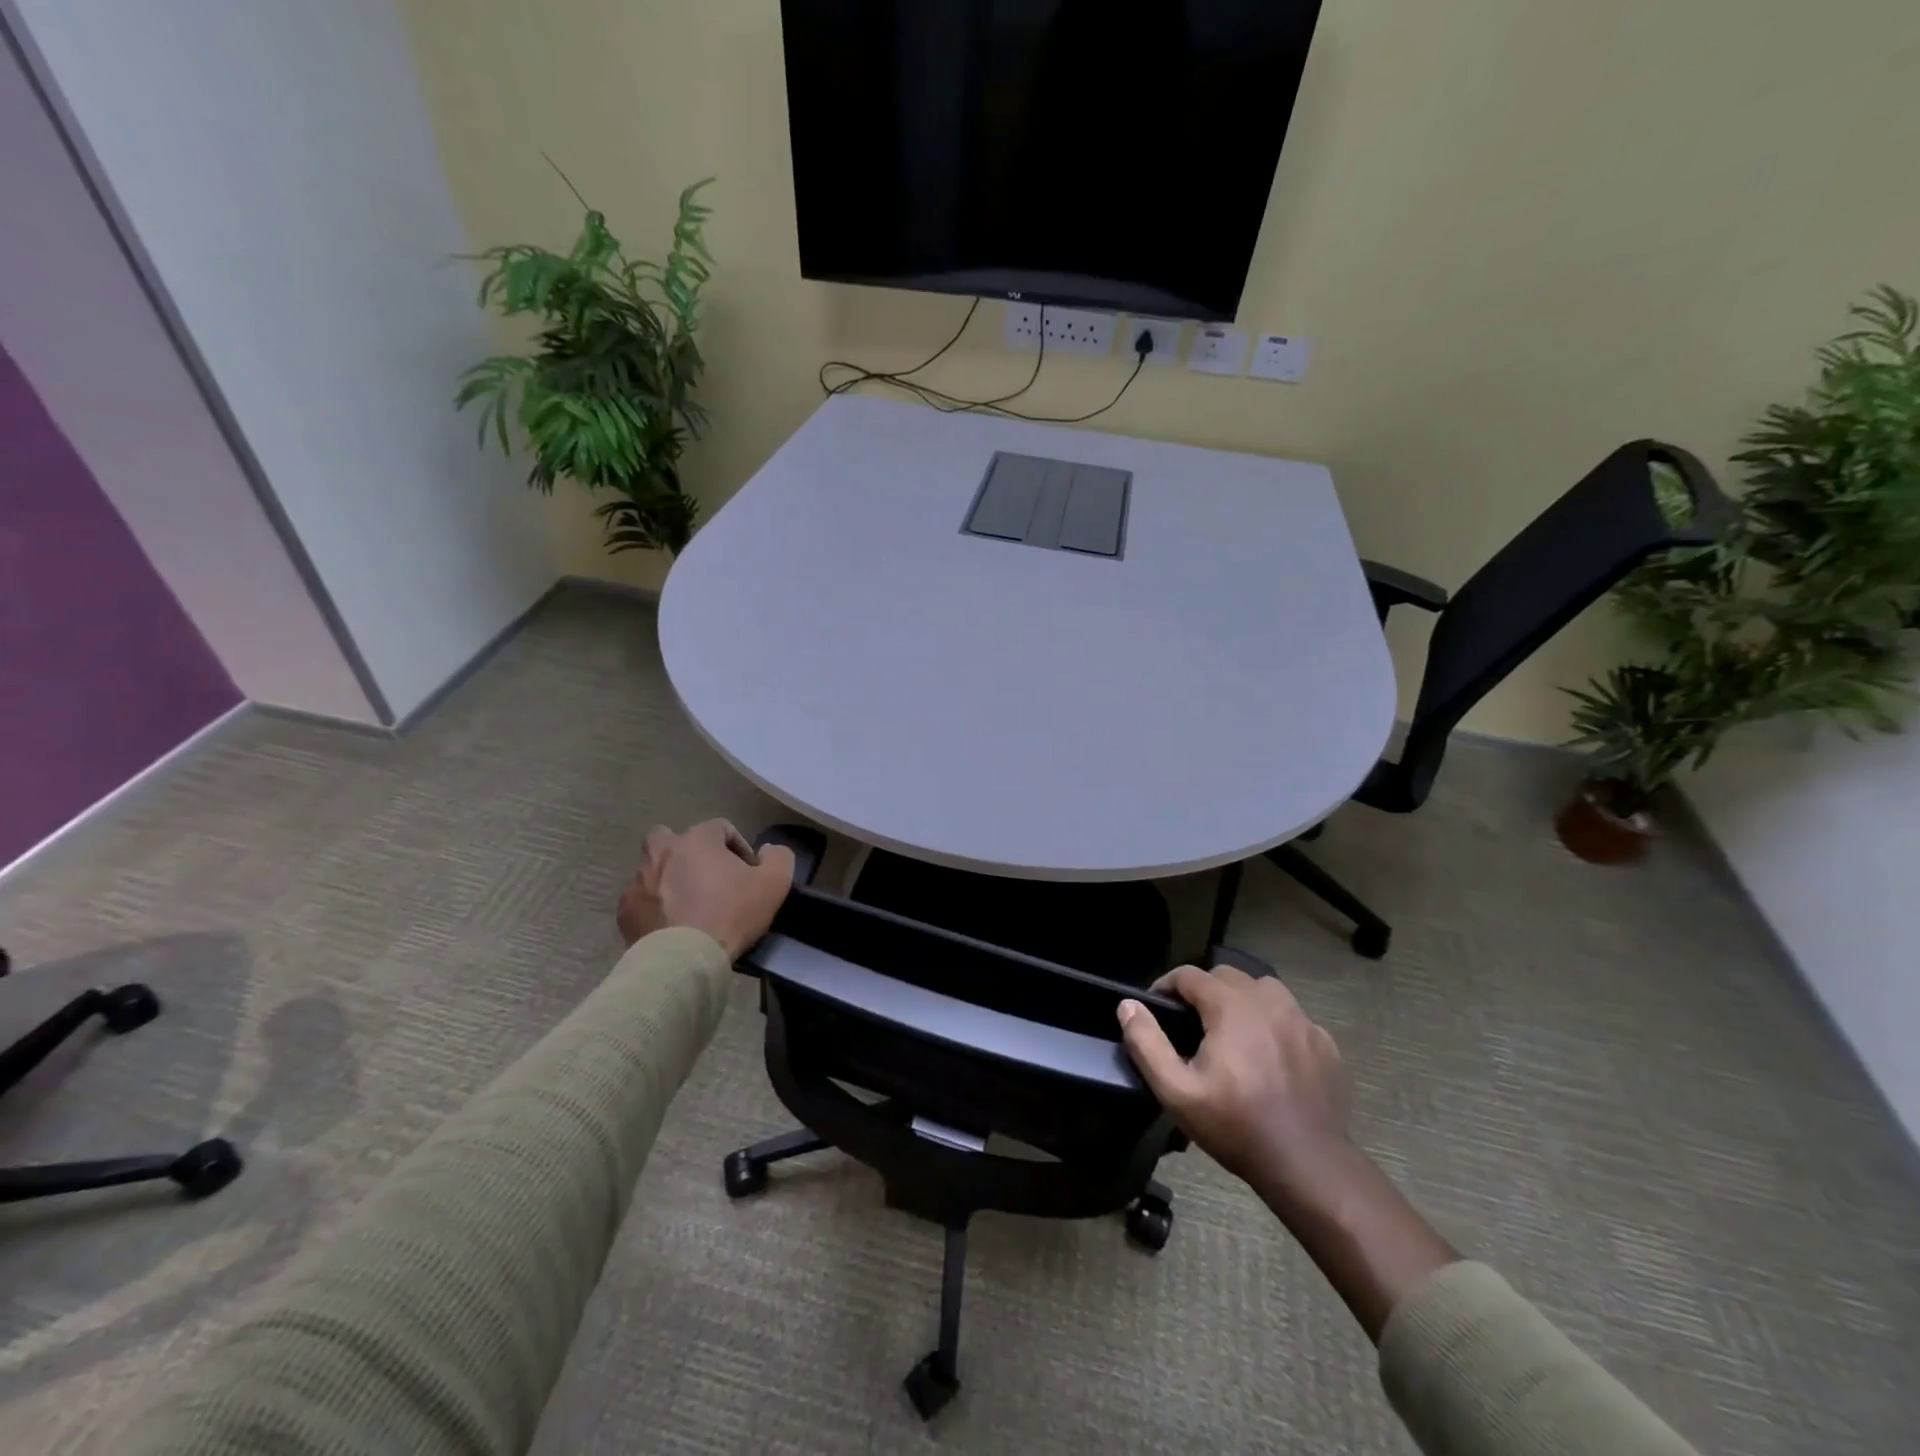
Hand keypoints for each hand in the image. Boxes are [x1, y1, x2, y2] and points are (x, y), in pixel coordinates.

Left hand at [616, 820, 795, 959]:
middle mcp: (662, 851)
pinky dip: (654, 907)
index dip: (739, 848)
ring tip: (688, 905)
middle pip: (674, 839)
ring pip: (653, 869)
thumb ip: (778, 856)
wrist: (684, 960)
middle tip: (708, 879)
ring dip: (669, 879)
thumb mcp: (775, 883)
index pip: (721, 828)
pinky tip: (669, 925)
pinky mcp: (625, 911)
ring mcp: (638, 881)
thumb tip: (768, 851)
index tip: (748, 873)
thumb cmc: (731, 914)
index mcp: (697, 839)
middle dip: (690, 852)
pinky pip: (641, 899)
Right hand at [1118, 964, 1352, 1195]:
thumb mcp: (1177, 1091)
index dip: (1166, 985)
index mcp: (1231, 1006)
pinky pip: (1292, 1017)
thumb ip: (1147, 1043)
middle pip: (1227, 975)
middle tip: (1191, 1024)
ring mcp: (1302, 1020)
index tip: (1156, 1007)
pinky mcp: (1324, 1043)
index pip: (1189, 974)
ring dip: (1242, 1000)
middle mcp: (1268, 1001)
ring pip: (1263, 989)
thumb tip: (1128, 1005)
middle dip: (1204, 990)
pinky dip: (1274, 1024)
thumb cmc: (1236, 1125)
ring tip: (1231, 1032)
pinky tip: (1269, 1055)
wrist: (1308, 1165)